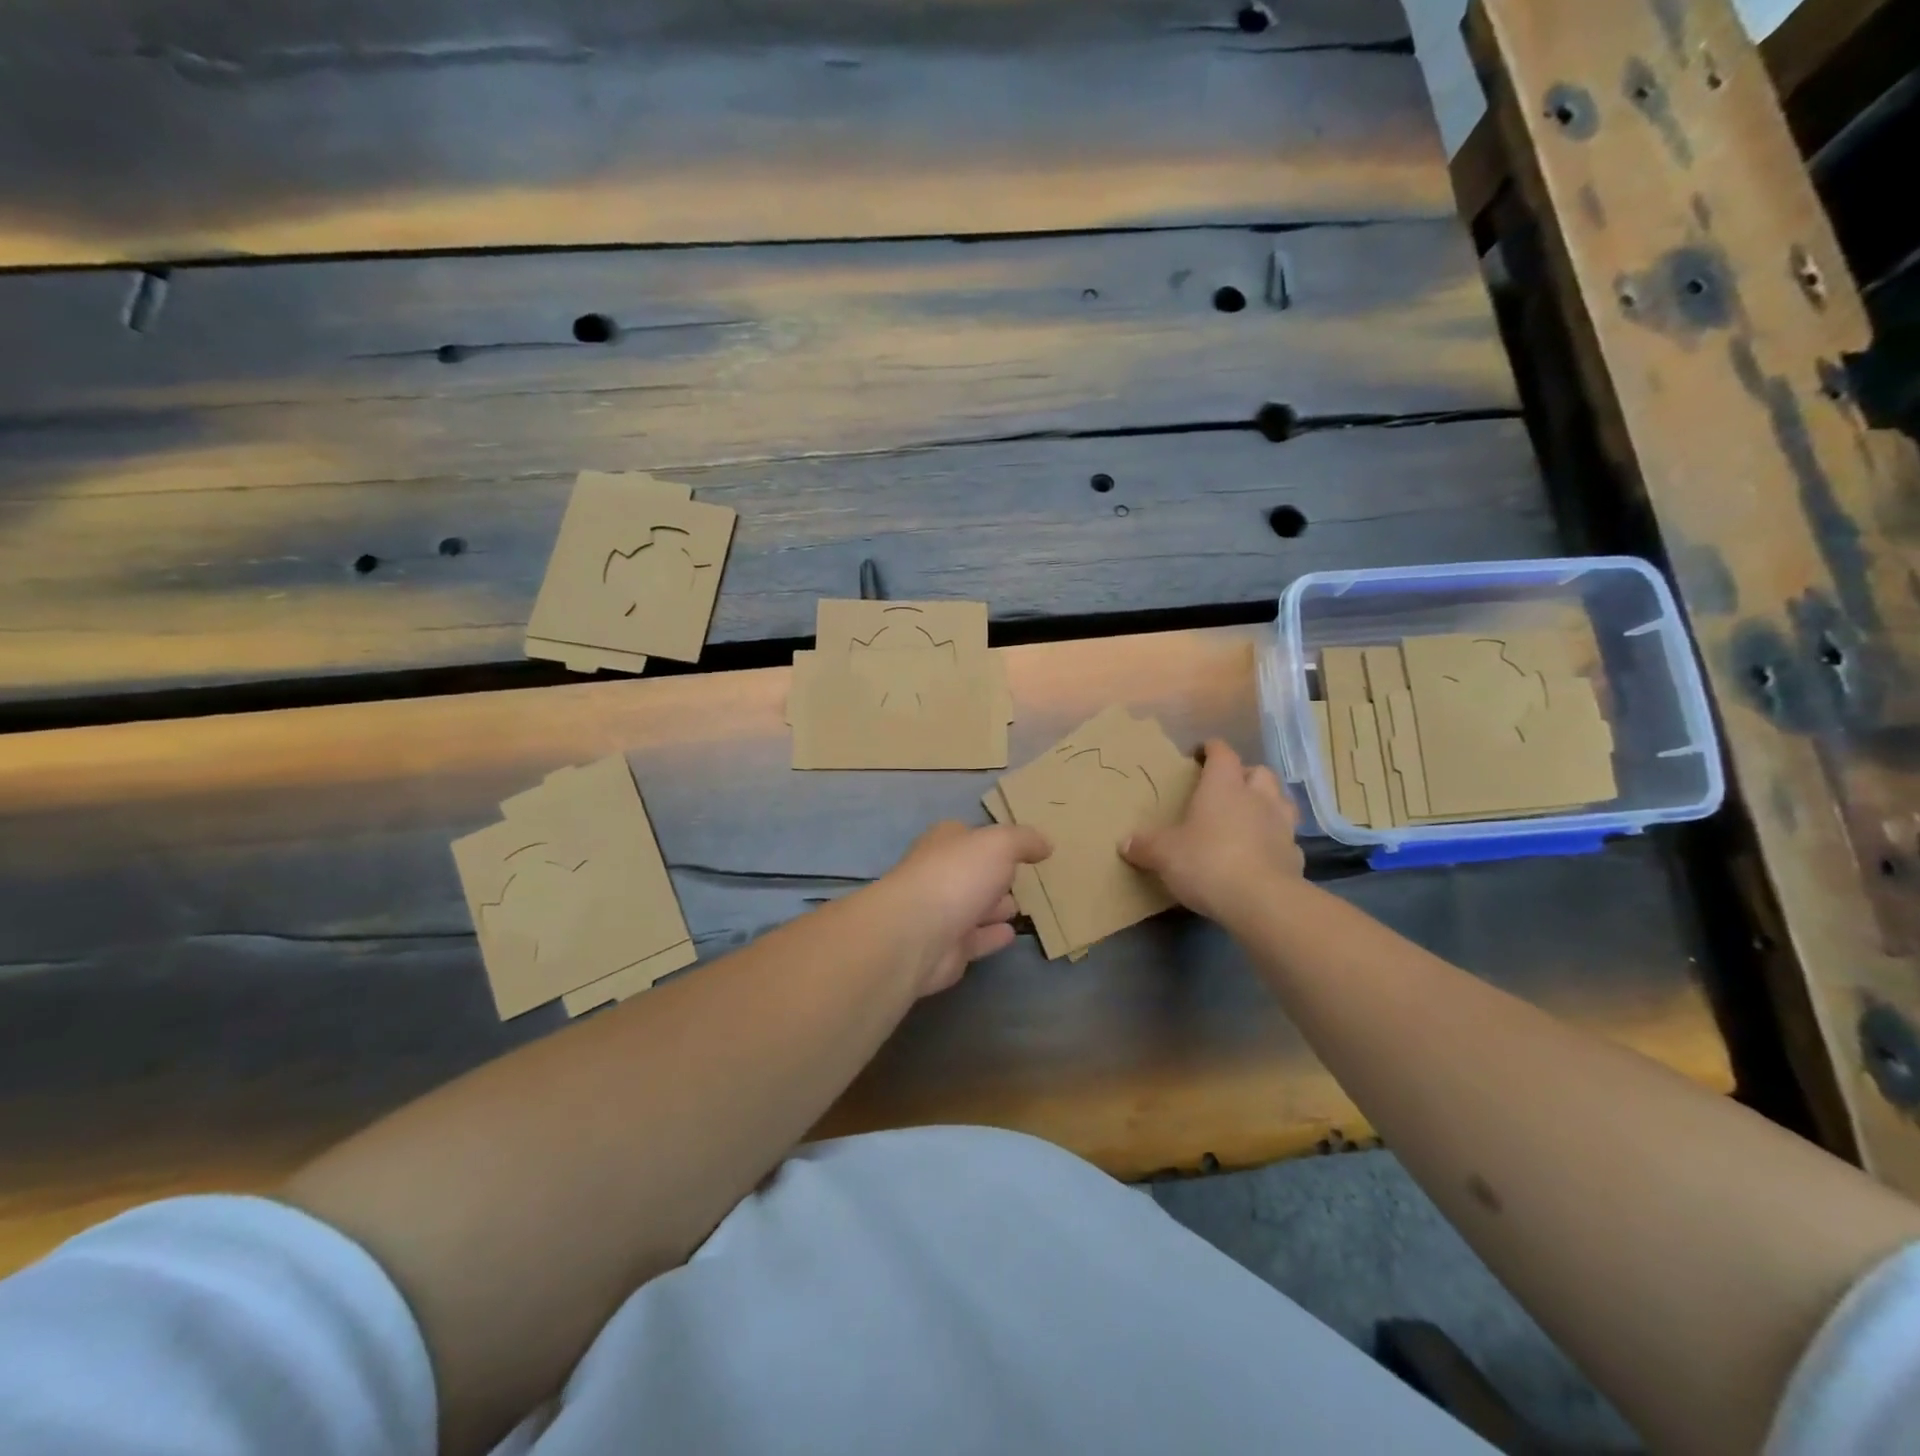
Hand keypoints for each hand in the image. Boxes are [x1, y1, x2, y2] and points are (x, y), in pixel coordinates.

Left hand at [873, 821, 1052, 995]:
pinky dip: (991, 936)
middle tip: (1024, 878)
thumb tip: (1045, 844)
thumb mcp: (999, 844)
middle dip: (995, 875)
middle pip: (973, 872)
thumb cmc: (957, 877)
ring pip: (974, 907)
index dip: (993, 838)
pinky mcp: (947, 949)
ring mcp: (941, 913)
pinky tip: (1011, 934)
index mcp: (945, 843)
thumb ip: (1024, 840)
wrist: (916, 934)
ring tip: (1021, 906)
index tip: (1020, 845)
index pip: (970, 835)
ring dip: (995, 906)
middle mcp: (940, 874)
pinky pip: (976, 940)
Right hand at [1121, 739, 1302, 923]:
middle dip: (1245, 775)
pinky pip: (1287, 839)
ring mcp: (1282, 826)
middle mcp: (1257, 798)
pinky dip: (1276, 841)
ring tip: (1251, 815)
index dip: (1213, 749)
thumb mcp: (1164, 854)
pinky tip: (1263, 853)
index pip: (1222, 754)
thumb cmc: (1207, 862)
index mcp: (1223, 786)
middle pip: (1259, 772)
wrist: (1261, 901)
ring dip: (1268, 803)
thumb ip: (1145, 846)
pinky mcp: (1295, 856)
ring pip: (1282, 801)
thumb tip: (1125, 843)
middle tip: (1228, 788)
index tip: (1202, 752)